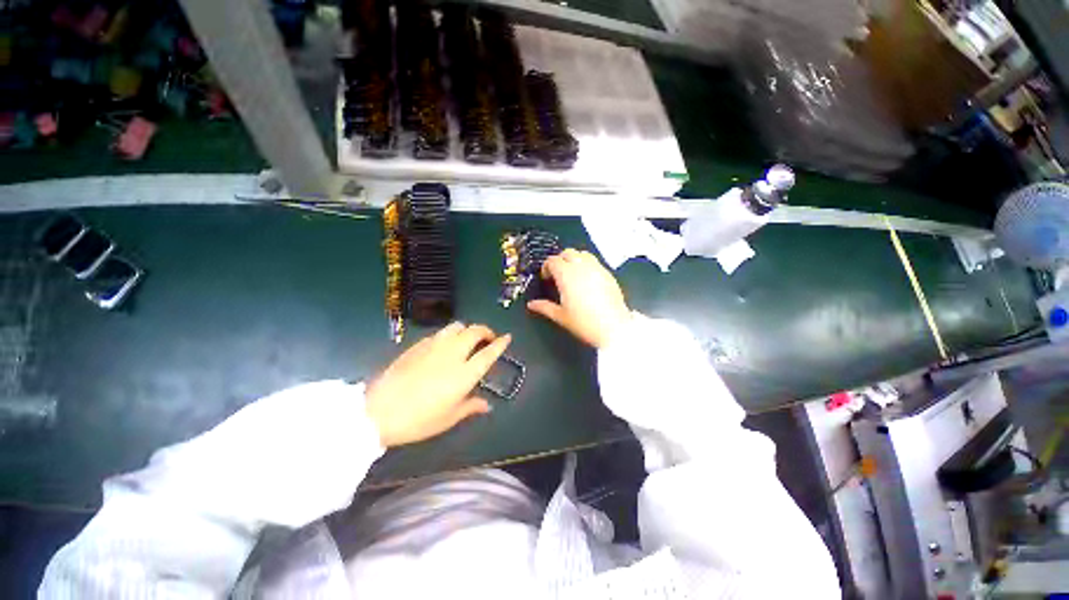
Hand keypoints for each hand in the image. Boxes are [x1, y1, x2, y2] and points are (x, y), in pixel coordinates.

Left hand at [365, 323, 510, 446]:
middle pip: (474, 331)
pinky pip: (440, 333)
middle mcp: (452, 353)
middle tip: (487, 339)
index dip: (501, 343)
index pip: (489, 352)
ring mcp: (434, 346)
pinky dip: (449, 335)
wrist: (378, 411)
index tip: (507, 337)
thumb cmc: (419, 420)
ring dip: (467, 330)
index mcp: (464, 373)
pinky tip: (444, 346)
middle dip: (485, 331)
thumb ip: (471, 407)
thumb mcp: (449, 418)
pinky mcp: (418, 345)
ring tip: (466, 340)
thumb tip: (487, 405)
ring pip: (457, 326)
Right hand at [527, 249, 631, 347]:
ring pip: (582, 254)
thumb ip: (544, 307)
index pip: (553, 260)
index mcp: (566, 275)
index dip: (546, 267)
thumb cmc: (584, 323)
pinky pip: (595, 262)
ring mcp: (597, 268)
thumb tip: (531, 304)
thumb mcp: (560, 316)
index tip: (546, 278)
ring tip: (572, 274)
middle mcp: (581, 267)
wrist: (613, 328)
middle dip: (560, 260)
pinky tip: (587, 280)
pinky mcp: (608, 273)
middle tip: (557, 274)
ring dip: (574, 259)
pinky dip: (587, 265)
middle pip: (567, 252)